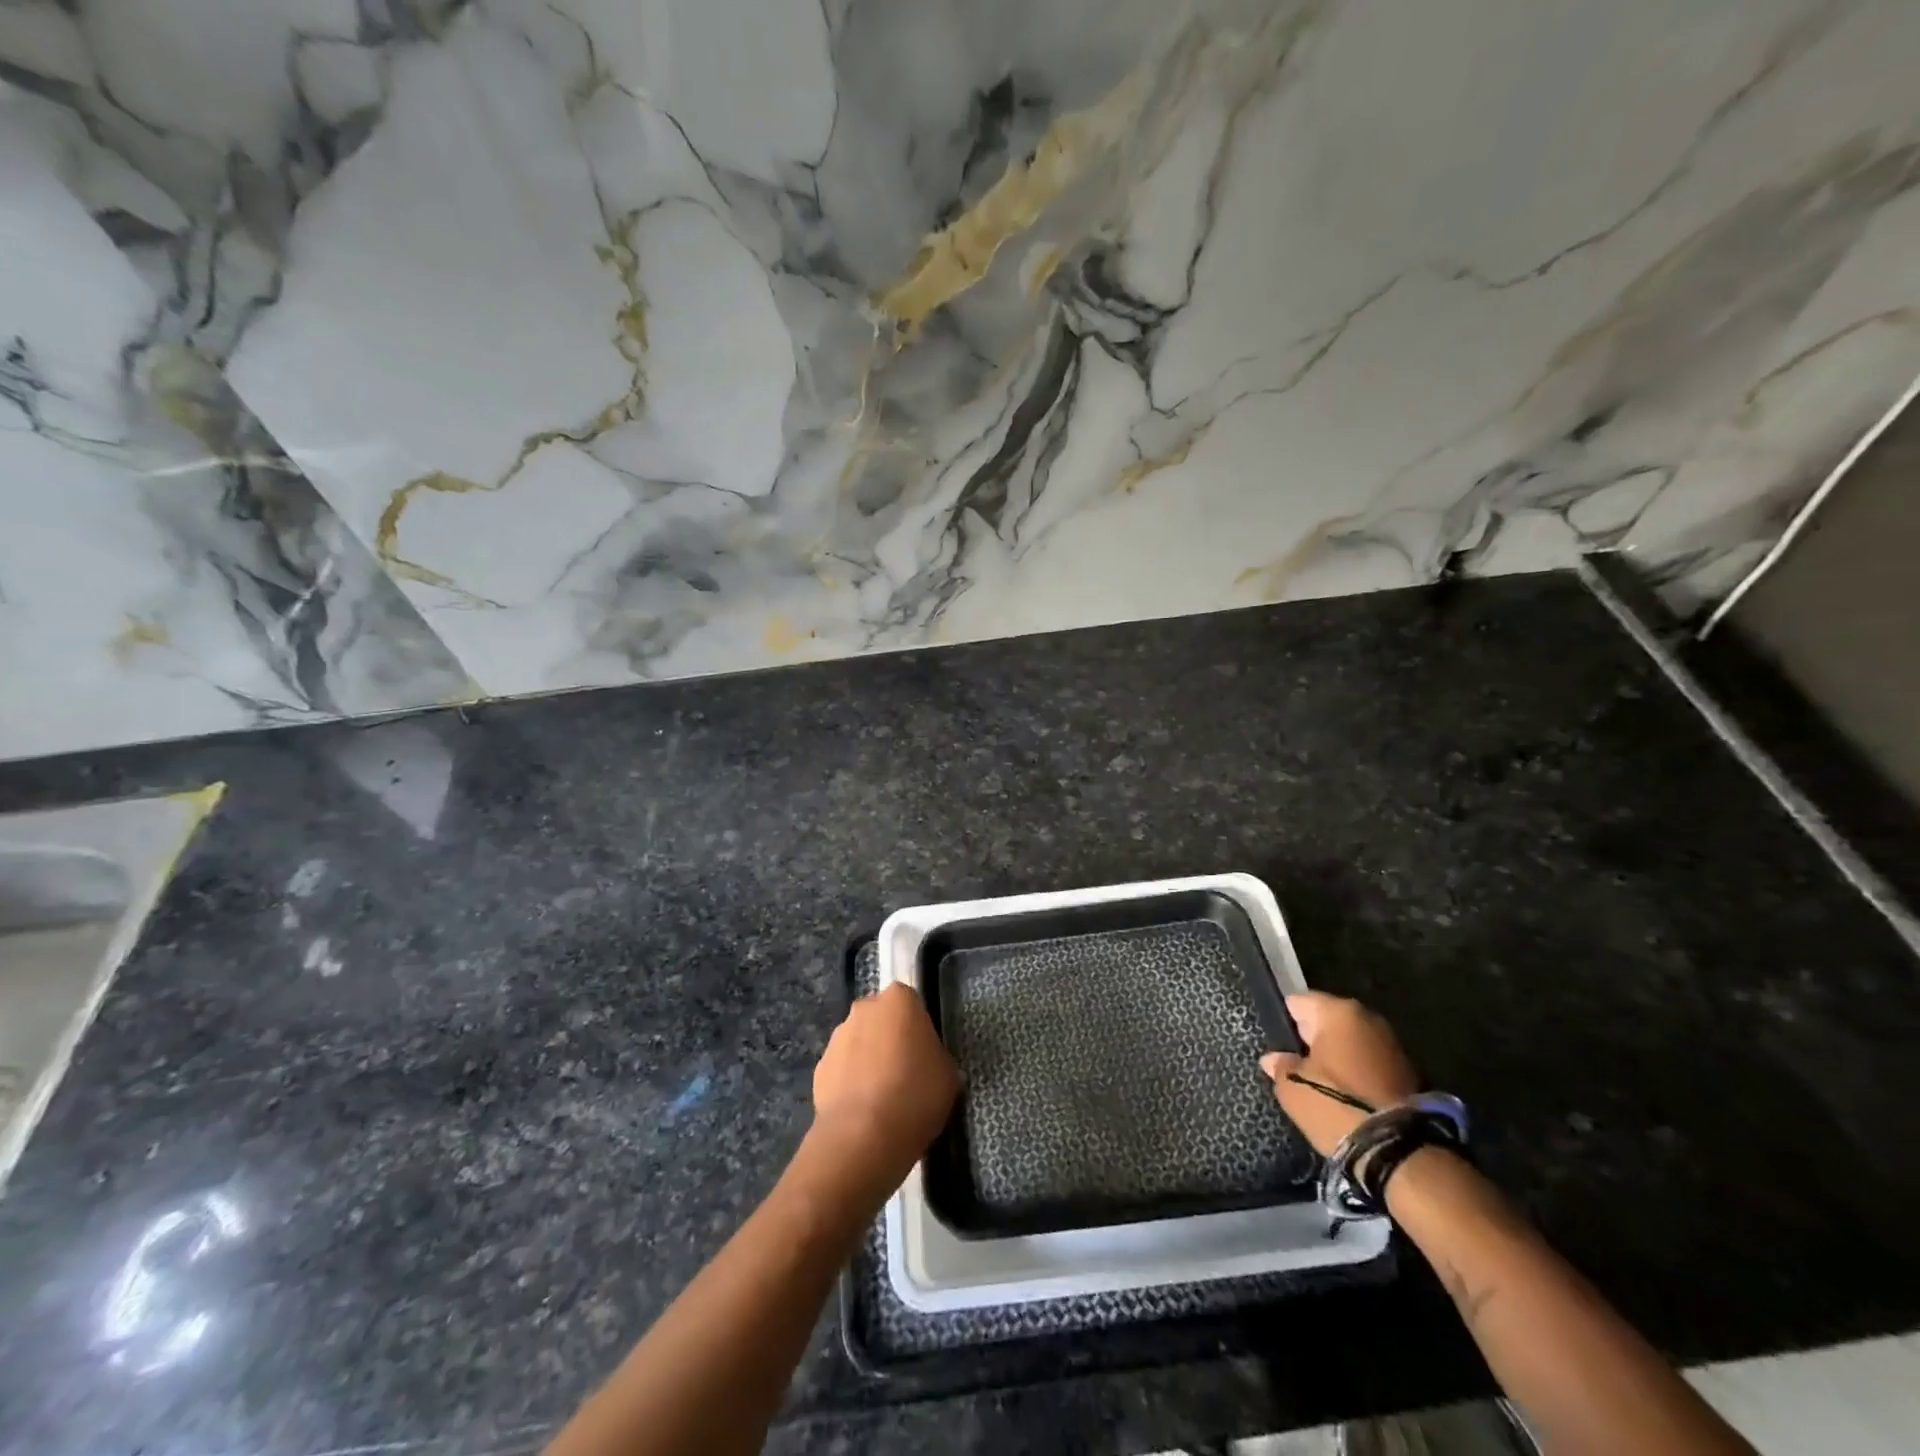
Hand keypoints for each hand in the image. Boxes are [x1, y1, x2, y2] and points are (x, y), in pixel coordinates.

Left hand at [809, 983, 960, 1186]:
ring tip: (882, 1098)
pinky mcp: (819, 1068)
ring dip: (868, 1061)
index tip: (924, 1054)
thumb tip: (928, 1063)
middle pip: (881, 1019)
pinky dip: (850, 1083)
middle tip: (905, 1073)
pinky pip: (842, 1070)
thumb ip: (937, 1056)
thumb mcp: (948, 1074)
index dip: (918, 1028)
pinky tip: (863, 1112)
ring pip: (858, 1043)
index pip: (911, 1003)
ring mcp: (837, 1037)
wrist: (863, 1136)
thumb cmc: (916, 1094)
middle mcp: (864, 1009)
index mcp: (899, 1000)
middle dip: (889, 1038)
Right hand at [1259, 991, 1418, 1154]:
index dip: (1285, 1021)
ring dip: (1338, 1057)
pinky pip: (1369, 1062)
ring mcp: (1392, 1044)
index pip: (1298, 1002)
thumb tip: (1274, 1059)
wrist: (1397, 1150)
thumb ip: (1280, 1066)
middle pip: (1328, 1021)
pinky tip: (1345, 1095)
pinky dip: (1357, 1073)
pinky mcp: (1410, 1073)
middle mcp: (1368, 1018)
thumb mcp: (1292, 1087)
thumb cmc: (1335, 1104)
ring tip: (1320, 1083)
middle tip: (1296, 1064)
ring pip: (1351, 1043)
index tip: (1277, 1043)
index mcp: (1338, 1011)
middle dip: (1313, 1038)